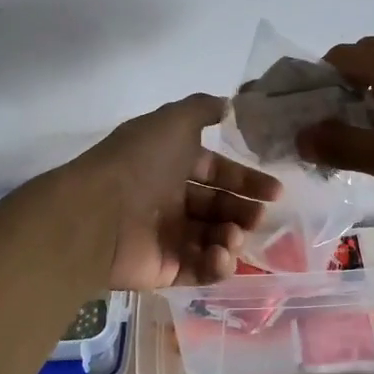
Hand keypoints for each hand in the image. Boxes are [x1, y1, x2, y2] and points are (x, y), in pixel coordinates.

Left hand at [70, 94, 282, 290]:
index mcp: (171, 165)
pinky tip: (221, 255)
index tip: (275, 192)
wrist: (98, 214)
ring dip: (232, 237)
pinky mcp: (164, 269)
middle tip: (258, 217)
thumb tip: (229, 104)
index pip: (216, 173)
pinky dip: (216, 264)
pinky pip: (199, 269)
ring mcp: (166, 236)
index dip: (246, 180)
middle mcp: (169, 199)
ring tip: (233, 236)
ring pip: (212, 239)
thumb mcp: (173, 121)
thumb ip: (202, 109)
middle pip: (218, 208)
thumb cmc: (140, 162)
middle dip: (243, 212)